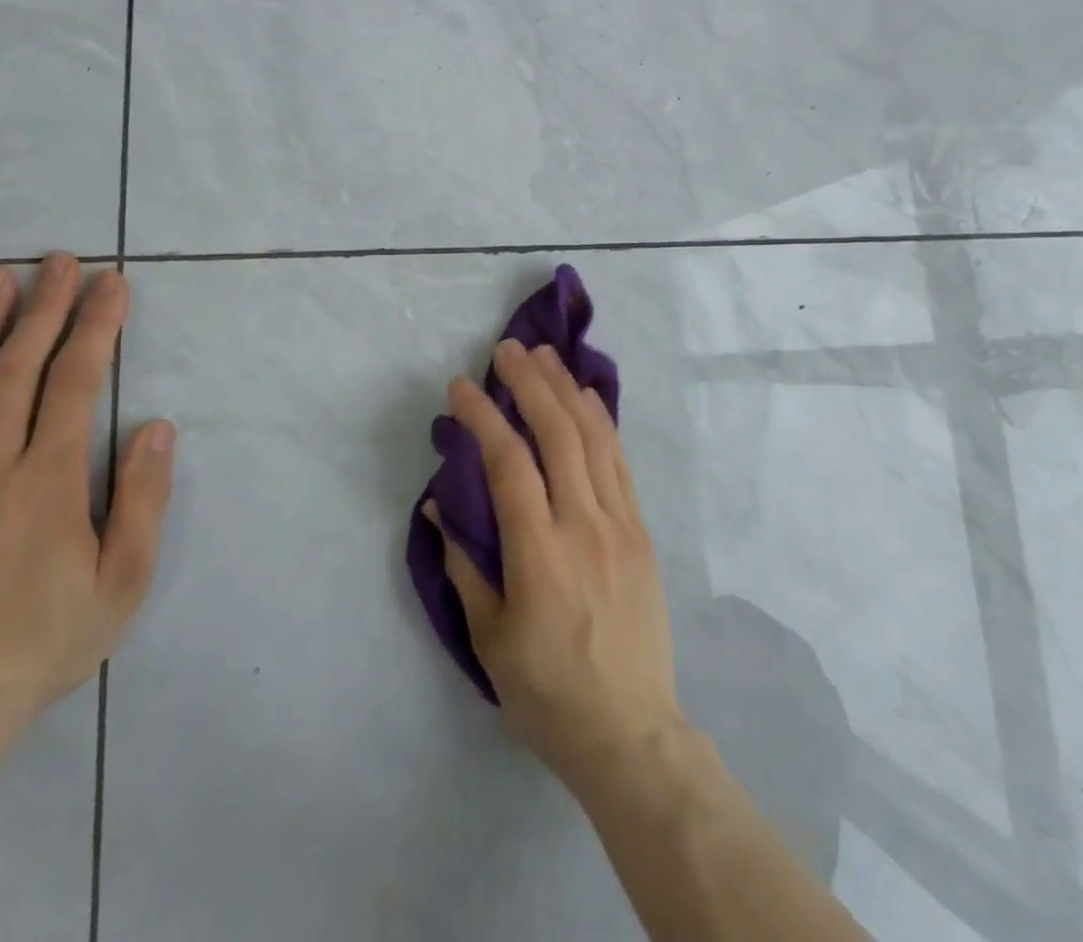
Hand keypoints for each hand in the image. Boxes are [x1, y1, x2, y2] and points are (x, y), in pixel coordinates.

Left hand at [0, 255, 173, 728]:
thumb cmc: (48, 639)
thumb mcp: (124, 577)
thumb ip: (142, 497)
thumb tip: (156, 426)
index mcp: (48, 480)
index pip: (76, 382)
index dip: (97, 326)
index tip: (113, 283)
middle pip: (16, 369)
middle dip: (43, 307)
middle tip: (59, 260)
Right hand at [425, 340, 686, 795]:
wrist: (631, 733)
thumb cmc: (548, 694)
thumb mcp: (489, 641)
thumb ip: (464, 565)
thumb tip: (441, 504)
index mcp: (540, 556)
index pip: (509, 464)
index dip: (484, 417)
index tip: (460, 387)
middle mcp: (585, 526)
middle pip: (559, 434)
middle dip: (531, 383)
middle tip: (507, 349)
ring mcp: (621, 525)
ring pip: (595, 438)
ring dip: (568, 390)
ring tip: (546, 356)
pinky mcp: (642, 531)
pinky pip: (619, 462)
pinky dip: (601, 422)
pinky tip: (587, 398)